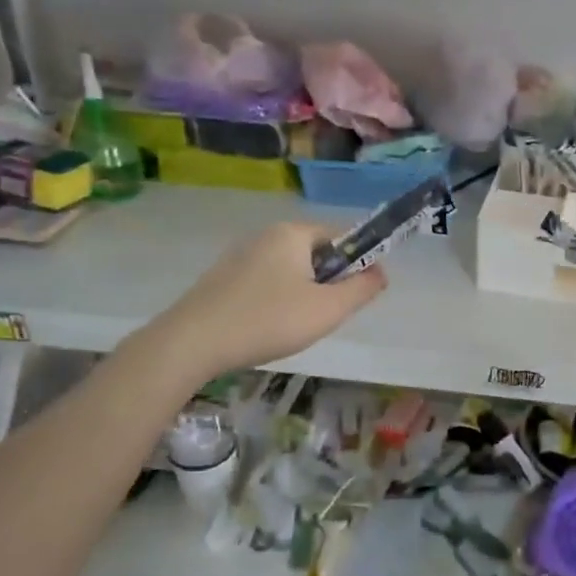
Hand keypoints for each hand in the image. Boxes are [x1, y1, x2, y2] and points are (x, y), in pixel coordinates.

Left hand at [143, 222, 386, 380]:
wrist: (193, 342)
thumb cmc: (269, 320)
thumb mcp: (328, 309)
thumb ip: (361, 289)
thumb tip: (381, 272)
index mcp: (293, 233)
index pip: (340, 236)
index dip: (356, 263)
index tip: (356, 295)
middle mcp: (265, 235)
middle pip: (313, 253)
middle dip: (327, 282)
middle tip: (324, 316)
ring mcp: (239, 255)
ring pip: (288, 270)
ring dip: (301, 293)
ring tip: (294, 327)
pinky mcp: (221, 278)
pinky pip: (263, 282)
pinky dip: (274, 301)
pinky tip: (266, 328)